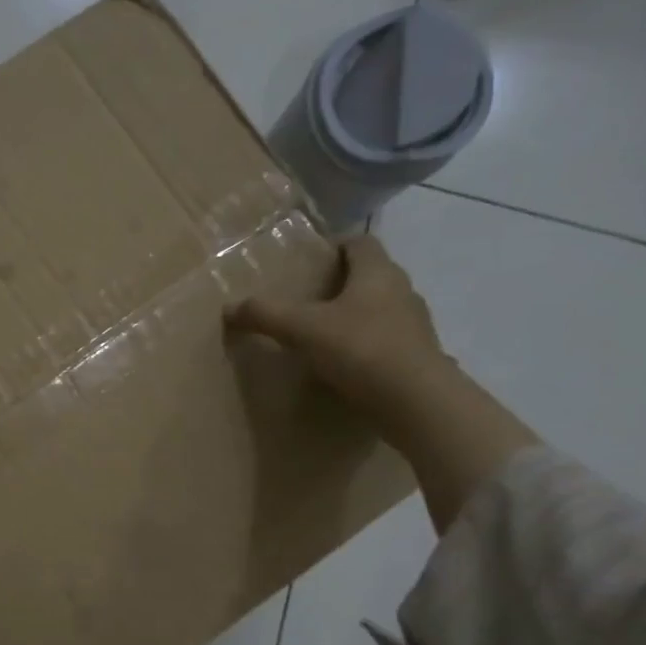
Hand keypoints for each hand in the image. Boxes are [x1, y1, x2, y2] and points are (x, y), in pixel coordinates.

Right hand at [225, 234, 453, 421]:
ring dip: (355, 315)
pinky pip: (387, 340)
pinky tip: (345, 363)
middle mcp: (402, 291)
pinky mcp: (417, 357)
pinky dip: (366, 345)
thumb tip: (228, 308)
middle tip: (308, 297)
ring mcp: (415, 325)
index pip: (360, 243)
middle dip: (342, 282)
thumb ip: (266, 315)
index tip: (311, 259)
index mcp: (378, 273)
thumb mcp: (303, 329)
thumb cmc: (361, 349)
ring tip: (323, 332)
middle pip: (371, 275)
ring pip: (381, 308)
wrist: (416, 401)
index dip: (336, 245)